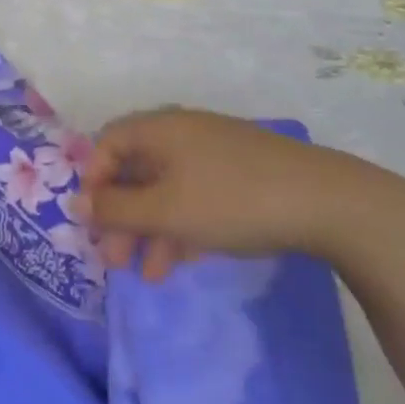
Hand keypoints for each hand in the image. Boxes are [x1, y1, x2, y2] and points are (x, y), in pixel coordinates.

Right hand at [83, 109, 381, 279]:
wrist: (328, 203)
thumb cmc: (231, 200)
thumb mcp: (165, 211)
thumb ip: (116, 209)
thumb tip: (76, 203)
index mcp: (159, 129)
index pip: (108, 144)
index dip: (94, 182)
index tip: (94, 222)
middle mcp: (182, 133)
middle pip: (136, 171)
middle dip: (122, 217)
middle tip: (114, 259)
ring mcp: (214, 153)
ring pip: (166, 189)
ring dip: (150, 230)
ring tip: (148, 275)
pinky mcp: (241, 175)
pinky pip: (195, 196)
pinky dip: (182, 227)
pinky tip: (181, 263)